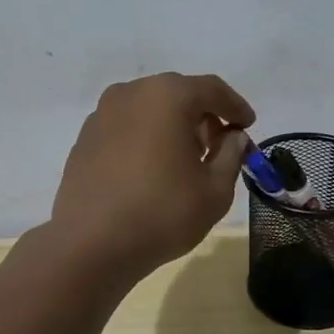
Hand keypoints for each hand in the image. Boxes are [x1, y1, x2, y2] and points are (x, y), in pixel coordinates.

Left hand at [49, 72, 254, 282]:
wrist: (91, 244)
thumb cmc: (162, 213)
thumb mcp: (215, 190)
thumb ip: (232, 155)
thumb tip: (233, 137)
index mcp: (167, 96)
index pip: (212, 89)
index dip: (235, 107)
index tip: (248, 125)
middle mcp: (131, 93)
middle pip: (178, 94)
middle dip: (203, 116)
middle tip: (219, 146)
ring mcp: (102, 114)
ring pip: (149, 110)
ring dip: (173, 126)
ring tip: (186, 160)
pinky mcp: (85, 138)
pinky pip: (126, 127)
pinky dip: (146, 138)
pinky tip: (152, 169)